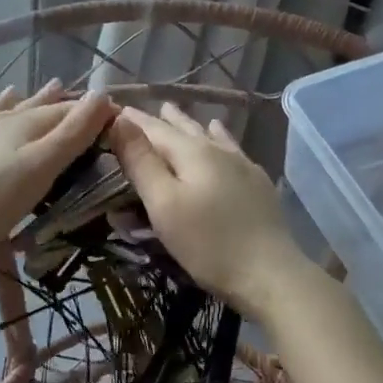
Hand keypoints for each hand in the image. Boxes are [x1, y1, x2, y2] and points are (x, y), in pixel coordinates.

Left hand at [0, 82, 115, 263]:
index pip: (67, 110)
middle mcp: (2, 118)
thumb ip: (72, 133)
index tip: (111, 110)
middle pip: (38, 105)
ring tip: (47, 86)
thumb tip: (102, 94)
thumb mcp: (42, 168)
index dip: (90, 110)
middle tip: (75, 90)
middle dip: (60, 100)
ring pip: (10, 107)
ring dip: (30, 98)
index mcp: (27, 123)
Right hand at [106, 102, 312, 323]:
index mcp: (192, 152)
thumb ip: (141, 161)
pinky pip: (231, 146)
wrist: (271, 274)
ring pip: (207, 134)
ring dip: (186, 123)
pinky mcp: (257, 182)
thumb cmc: (208, 243)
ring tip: (172, 110)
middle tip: (137, 109)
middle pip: (182, 128)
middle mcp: (217, 150)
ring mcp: (241, 164)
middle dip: (158, 119)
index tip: (112, 108)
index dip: (132, 120)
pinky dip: (218, 135)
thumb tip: (120, 118)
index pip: (154, 129)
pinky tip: (219, 131)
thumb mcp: (164, 204)